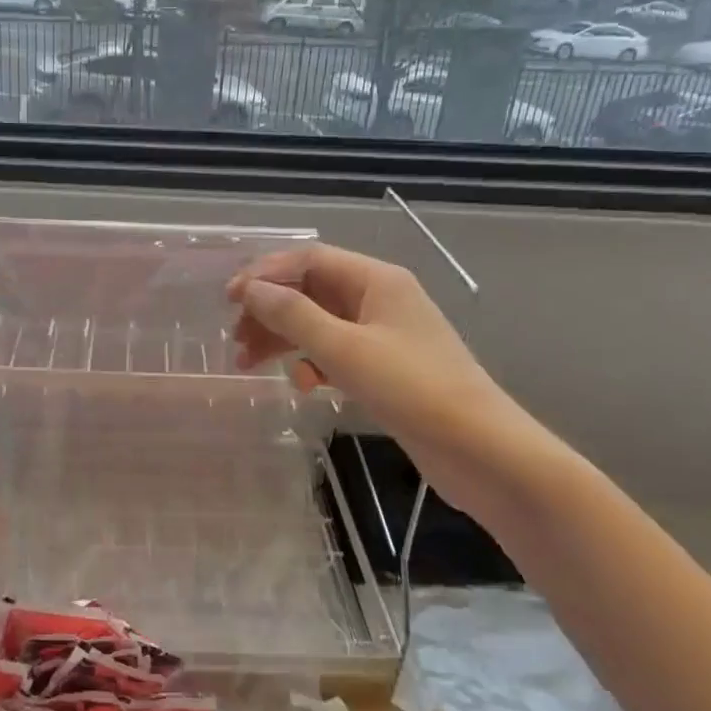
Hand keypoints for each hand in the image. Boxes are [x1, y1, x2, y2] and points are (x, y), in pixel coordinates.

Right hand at [228, 244, 496, 441]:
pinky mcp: (386, 368)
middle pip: (311, 291)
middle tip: (236, 339)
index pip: (309, 259)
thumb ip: (292, 315)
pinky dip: (312, 363)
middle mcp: (380, 299)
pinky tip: (303, 385)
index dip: (265, 274)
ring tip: (250, 363)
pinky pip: (336, 353)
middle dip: (271, 311)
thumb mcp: (343, 348)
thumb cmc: (411, 388)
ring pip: (320, 324)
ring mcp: (384, 335)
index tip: (229, 300)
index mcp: (376, 280)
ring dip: (284, 339)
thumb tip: (251, 289)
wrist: (481, 450)